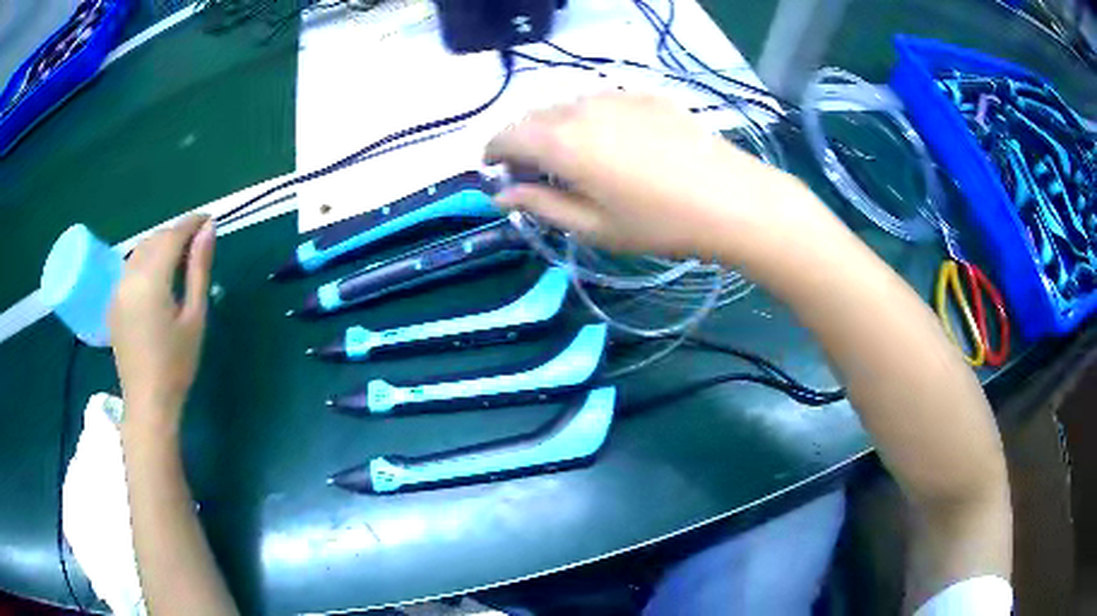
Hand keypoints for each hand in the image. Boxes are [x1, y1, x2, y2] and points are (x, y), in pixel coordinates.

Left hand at [110, 215, 215, 434]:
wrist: (147, 403)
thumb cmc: (176, 364)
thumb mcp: (195, 317)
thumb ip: (199, 269)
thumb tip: (208, 229)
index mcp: (151, 279)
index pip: (172, 235)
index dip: (191, 223)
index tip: (208, 219)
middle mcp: (130, 276)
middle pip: (154, 239)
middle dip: (176, 232)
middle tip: (197, 241)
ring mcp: (118, 289)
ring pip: (140, 250)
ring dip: (160, 245)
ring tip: (179, 256)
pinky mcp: (113, 301)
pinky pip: (130, 267)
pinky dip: (146, 260)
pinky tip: (158, 276)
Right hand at [485, 92, 807, 260]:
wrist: (733, 199)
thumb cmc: (659, 223)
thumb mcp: (594, 226)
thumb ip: (541, 206)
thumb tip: (500, 196)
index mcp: (562, 142)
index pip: (507, 136)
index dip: (492, 152)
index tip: (492, 170)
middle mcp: (582, 109)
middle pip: (533, 117)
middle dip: (522, 141)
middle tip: (532, 173)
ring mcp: (617, 96)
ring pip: (566, 106)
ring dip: (554, 128)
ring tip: (571, 159)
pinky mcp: (646, 95)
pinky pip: (600, 102)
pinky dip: (588, 118)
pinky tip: (610, 143)